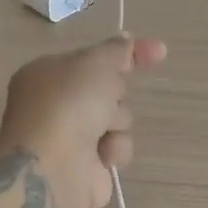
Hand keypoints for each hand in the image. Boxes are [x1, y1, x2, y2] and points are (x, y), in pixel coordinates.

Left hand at [0, 33, 167, 207]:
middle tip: (105, 99)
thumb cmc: (68, 104)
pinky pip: (117, 147)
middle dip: (115, 93)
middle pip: (108, 88)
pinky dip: (115, 149)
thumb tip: (127, 40)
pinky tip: (103, 155)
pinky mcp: (87, 165)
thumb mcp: (95, 63)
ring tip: (101, 132)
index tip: (159, 51)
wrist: (53, 168)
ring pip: (118, 118)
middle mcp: (57, 103)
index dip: (126, 53)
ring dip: (117, 122)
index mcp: (48, 74)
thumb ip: (116, 50)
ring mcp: (71, 135)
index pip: (93, 56)